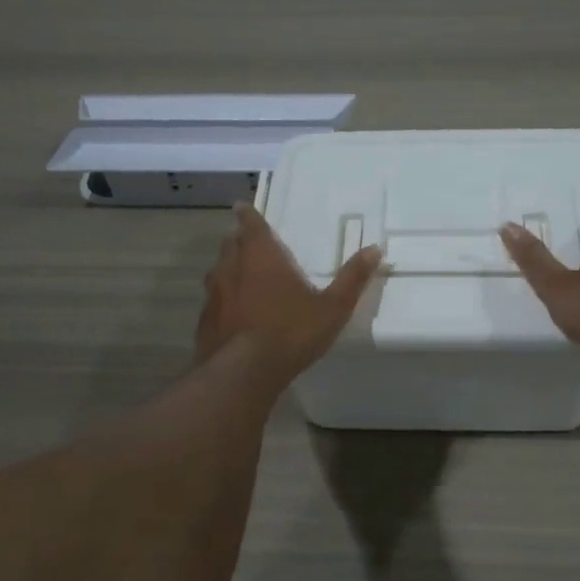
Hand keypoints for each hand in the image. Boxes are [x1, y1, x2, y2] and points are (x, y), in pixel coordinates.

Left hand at [196, 203, 382, 382]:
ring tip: (241, 276)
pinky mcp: (204, 321)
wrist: (244, 373)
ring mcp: (214, 295)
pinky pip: (213, 301)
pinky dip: (222, 300)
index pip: (250, 225)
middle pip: (231, 244)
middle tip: (249, 243)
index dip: (248, 215)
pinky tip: (233, 314)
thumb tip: (375, 249)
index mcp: (262, 257)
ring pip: (218, 272)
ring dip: (228, 269)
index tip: (242, 208)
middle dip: (239, 241)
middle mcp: (232, 268)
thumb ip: (352, 278)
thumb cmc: (291, 332)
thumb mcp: (332, 308)